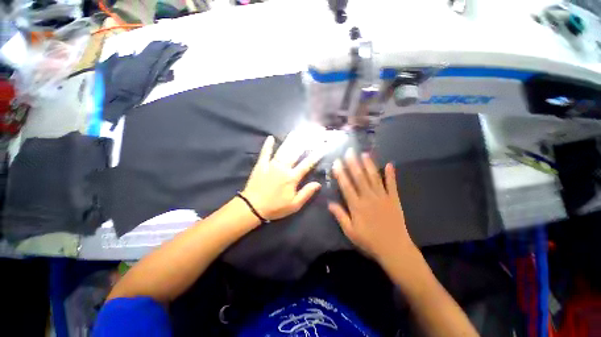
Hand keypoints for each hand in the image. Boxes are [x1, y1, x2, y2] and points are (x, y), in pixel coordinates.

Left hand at [242, 134, 323, 220]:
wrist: (252, 207)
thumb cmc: (275, 207)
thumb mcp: (294, 205)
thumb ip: (306, 193)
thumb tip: (318, 183)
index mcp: (292, 178)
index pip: (307, 164)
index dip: (316, 155)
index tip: (323, 146)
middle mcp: (283, 168)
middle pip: (295, 152)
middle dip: (305, 142)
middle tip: (311, 133)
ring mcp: (271, 165)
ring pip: (282, 150)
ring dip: (290, 140)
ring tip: (296, 132)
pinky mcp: (260, 165)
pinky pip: (265, 153)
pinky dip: (267, 145)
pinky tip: (270, 137)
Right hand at [328, 150, 418, 266]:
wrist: (394, 249)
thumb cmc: (369, 241)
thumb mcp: (350, 232)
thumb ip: (340, 216)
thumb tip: (329, 203)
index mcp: (357, 205)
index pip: (346, 186)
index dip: (341, 173)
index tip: (337, 162)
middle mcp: (368, 197)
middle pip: (359, 177)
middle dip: (353, 163)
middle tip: (349, 151)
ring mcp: (382, 197)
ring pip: (374, 177)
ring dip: (369, 165)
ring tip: (364, 154)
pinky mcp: (394, 199)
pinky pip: (392, 184)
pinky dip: (391, 174)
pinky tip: (390, 164)